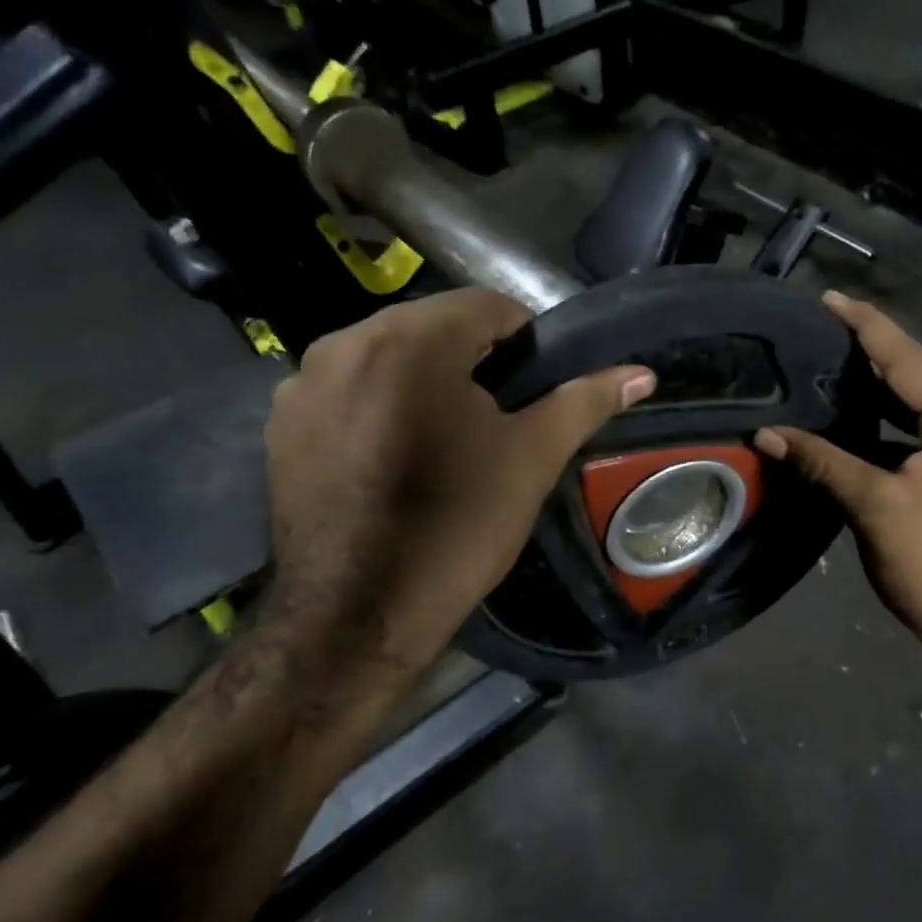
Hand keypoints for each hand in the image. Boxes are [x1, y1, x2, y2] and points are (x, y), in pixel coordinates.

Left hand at [264, 288, 654, 682]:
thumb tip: (642, 374)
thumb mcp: (531, 460)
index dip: (524, 339)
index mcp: (410, 342)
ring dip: (422, 381)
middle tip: (498, 419)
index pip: (486, 306)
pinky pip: (345, 390)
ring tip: (446, 440)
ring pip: (385, 357)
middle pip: (431, 327)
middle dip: (471, 361)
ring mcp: (300, 383)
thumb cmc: (457, 527)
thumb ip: (585, 402)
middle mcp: (344, 343)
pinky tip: (393, 456)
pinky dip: (378, 404)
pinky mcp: (279, 424)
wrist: (357, 616)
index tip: (536, 386)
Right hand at [754, 292, 921, 676]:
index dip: (866, 326)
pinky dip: (901, 427)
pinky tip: (868, 426)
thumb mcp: (874, 506)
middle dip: (874, 356)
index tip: (830, 298)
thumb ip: (822, 461)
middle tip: (825, 335)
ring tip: (838, 372)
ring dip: (887, 394)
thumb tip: (767, 434)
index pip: (909, 359)